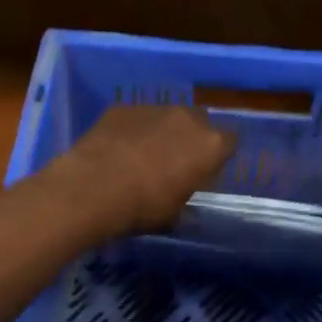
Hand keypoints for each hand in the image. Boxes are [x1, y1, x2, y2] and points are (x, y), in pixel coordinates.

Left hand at [48, 105, 235, 238]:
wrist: (92, 188)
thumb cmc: (143, 207)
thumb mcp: (174, 214)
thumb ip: (186, 198)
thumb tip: (183, 199)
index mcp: (210, 145)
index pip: (229, 142)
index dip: (218, 157)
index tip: (207, 171)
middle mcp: (186, 118)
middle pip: (199, 122)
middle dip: (191, 138)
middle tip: (176, 162)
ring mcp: (153, 108)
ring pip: (166, 117)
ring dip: (161, 132)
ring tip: (143, 156)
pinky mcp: (122, 107)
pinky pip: (136, 118)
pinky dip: (133, 130)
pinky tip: (118, 150)